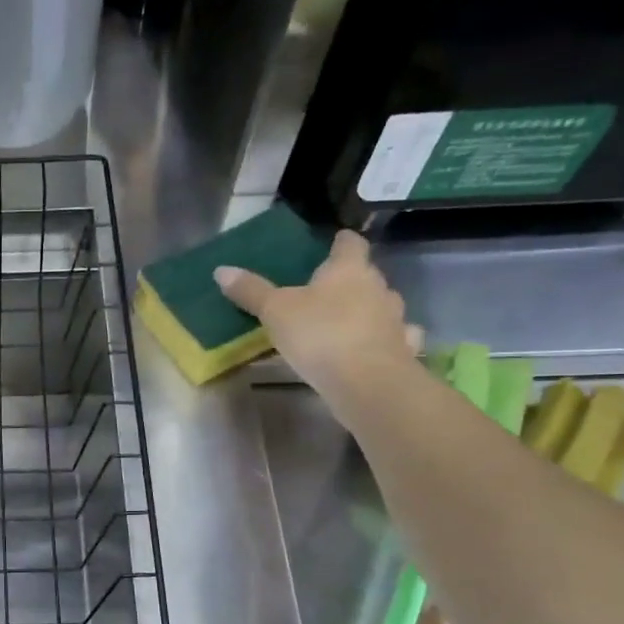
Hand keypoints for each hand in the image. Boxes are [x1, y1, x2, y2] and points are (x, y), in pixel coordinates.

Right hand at [214, 230, 421, 403]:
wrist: (367, 381)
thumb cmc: (320, 334)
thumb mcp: (275, 311)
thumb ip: (252, 291)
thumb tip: (221, 270)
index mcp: (348, 270)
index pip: (350, 244)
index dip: (341, 242)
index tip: (334, 241)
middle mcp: (378, 288)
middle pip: (366, 276)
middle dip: (350, 280)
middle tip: (326, 290)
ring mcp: (395, 319)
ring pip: (382, 306)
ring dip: (367, 310)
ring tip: (345, 322)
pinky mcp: (402, 350)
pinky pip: (393, 338)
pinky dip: (381, 340)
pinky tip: (369, 348)